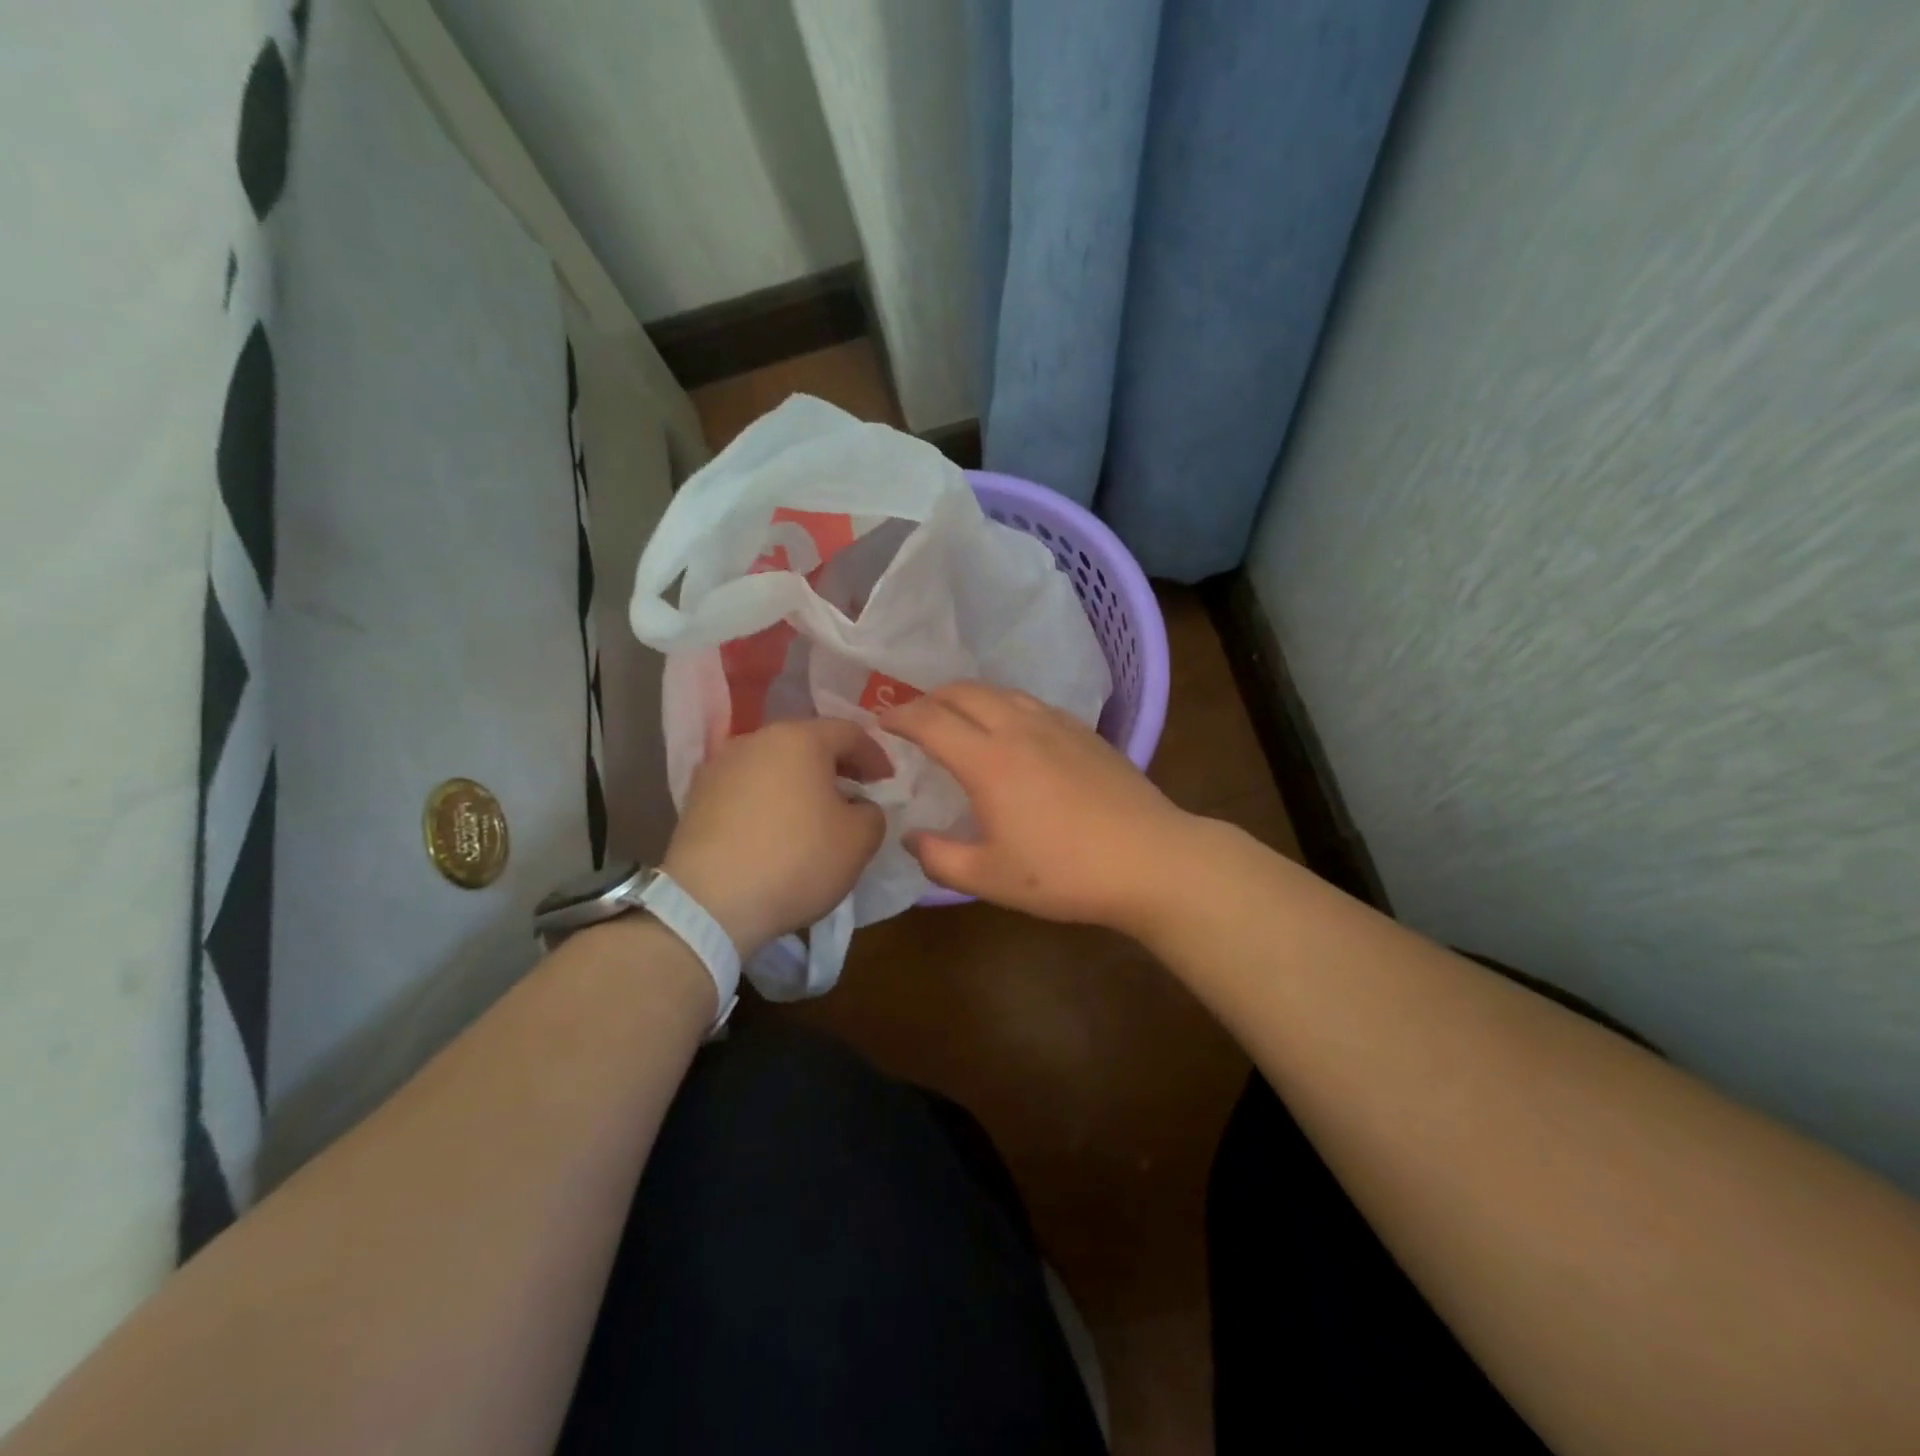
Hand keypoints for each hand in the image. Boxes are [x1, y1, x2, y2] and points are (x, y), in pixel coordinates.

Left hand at [662, 718, 888, 955]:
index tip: (888, 782)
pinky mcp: (697, 796)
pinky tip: (775, 830)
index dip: (876, 756)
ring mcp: (720, 766)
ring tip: (814, 814)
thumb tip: (860, 807)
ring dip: (799, 783)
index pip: (850, 733)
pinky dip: (768, 800)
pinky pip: (746, 788)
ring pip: (774, 764)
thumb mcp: (859, 841)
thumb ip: (873, 813)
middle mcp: (757, 739)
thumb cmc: (797, 860)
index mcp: (800, 738)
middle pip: (807, 743)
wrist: (709, 903)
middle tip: (855, 794)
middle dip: (836, 766)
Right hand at [881, 682, 1194, 932]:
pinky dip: (1004, 705)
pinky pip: (1031, 703)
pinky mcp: (1085, 731)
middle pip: (964, 691)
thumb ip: (939, 858)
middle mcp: (1018, 728)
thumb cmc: (1064, 873)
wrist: (1150, 860)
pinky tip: (1011, 730)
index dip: (899, 716)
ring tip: (957, 717)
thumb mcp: (989, 878)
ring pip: (1000, 691)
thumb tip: (912, 838)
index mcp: (988, 760)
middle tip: (914, 717)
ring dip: (968, 697)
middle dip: (930, 697)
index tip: (881, 721)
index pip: (930, 720)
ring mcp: (1056, 724)